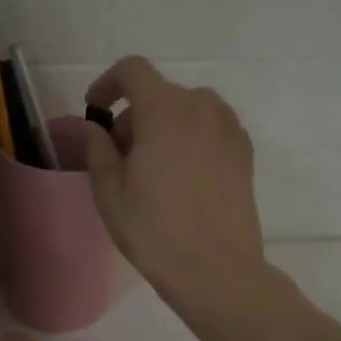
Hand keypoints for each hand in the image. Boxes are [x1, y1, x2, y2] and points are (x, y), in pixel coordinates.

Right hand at [82, 56, 266, 310]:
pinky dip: (189, 138)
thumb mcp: (110, 191)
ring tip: (152, 168)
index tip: (95, 110)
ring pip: (186, 110)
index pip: (132, 70)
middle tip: (120, 157)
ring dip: (163, 125)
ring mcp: (229, 128)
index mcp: (165, 110)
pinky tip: (181, 177)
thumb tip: (95, 128)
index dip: (107, 84)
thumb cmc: (155, 230)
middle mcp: (202, 107)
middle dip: (134, 116)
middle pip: (159, 93)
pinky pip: (209, 128)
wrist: (216, 270)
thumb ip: (97, 148)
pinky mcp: (244, 151)